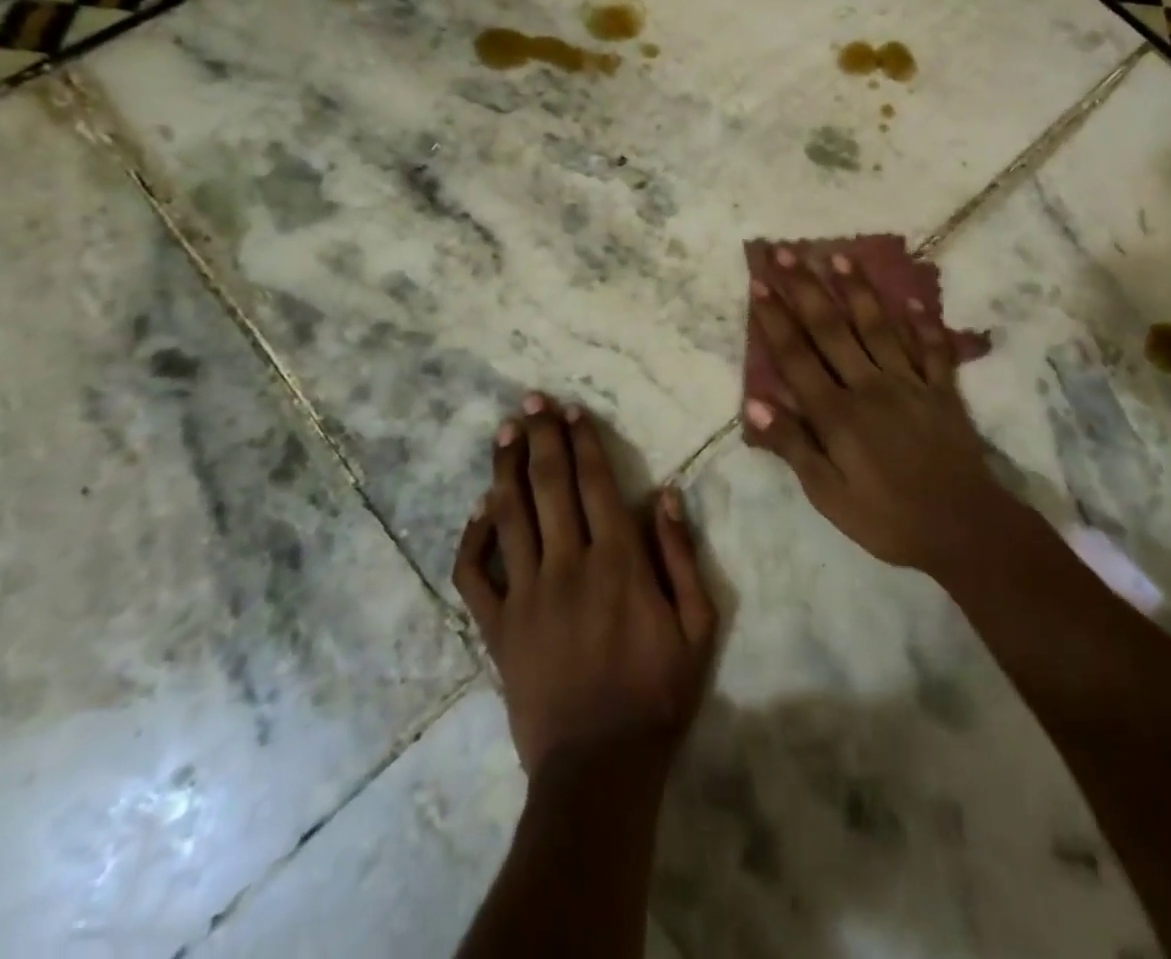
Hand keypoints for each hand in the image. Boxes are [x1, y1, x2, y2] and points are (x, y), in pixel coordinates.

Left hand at [452, 395, 717, 778]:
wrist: (599, 769)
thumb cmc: (657, 693)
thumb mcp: (697, 626)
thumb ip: (680, 555)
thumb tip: (665, 494)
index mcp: (618, 563)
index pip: (596, 484)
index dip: (584, 442)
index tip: (573, 411)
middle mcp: (567, 566)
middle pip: (549, 486)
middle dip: (540, 438)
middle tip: (531, 400)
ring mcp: (526, 595)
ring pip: (510, 516)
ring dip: (506, 469)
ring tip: (504, 432)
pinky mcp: (497, 628)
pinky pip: (475, 575)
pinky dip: (473, 538)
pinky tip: (480, 510)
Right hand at [746, 246, 1020, 578]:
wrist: (963, 529)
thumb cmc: (886, 518)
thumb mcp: (828, 494)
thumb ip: (793, 446)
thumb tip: (754, 404)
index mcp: (837, 412)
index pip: (797, 356)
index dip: (775, 318)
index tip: (759, 283)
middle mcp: (870, 385)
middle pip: (831, 329)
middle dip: (805, 288)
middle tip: (785, 251)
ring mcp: (910, 383)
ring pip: (878, 327)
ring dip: (857, 290)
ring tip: (838, 256)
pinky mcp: (942, 390)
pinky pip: (932, 349)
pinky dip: (923, 323)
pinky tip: (913, 299)